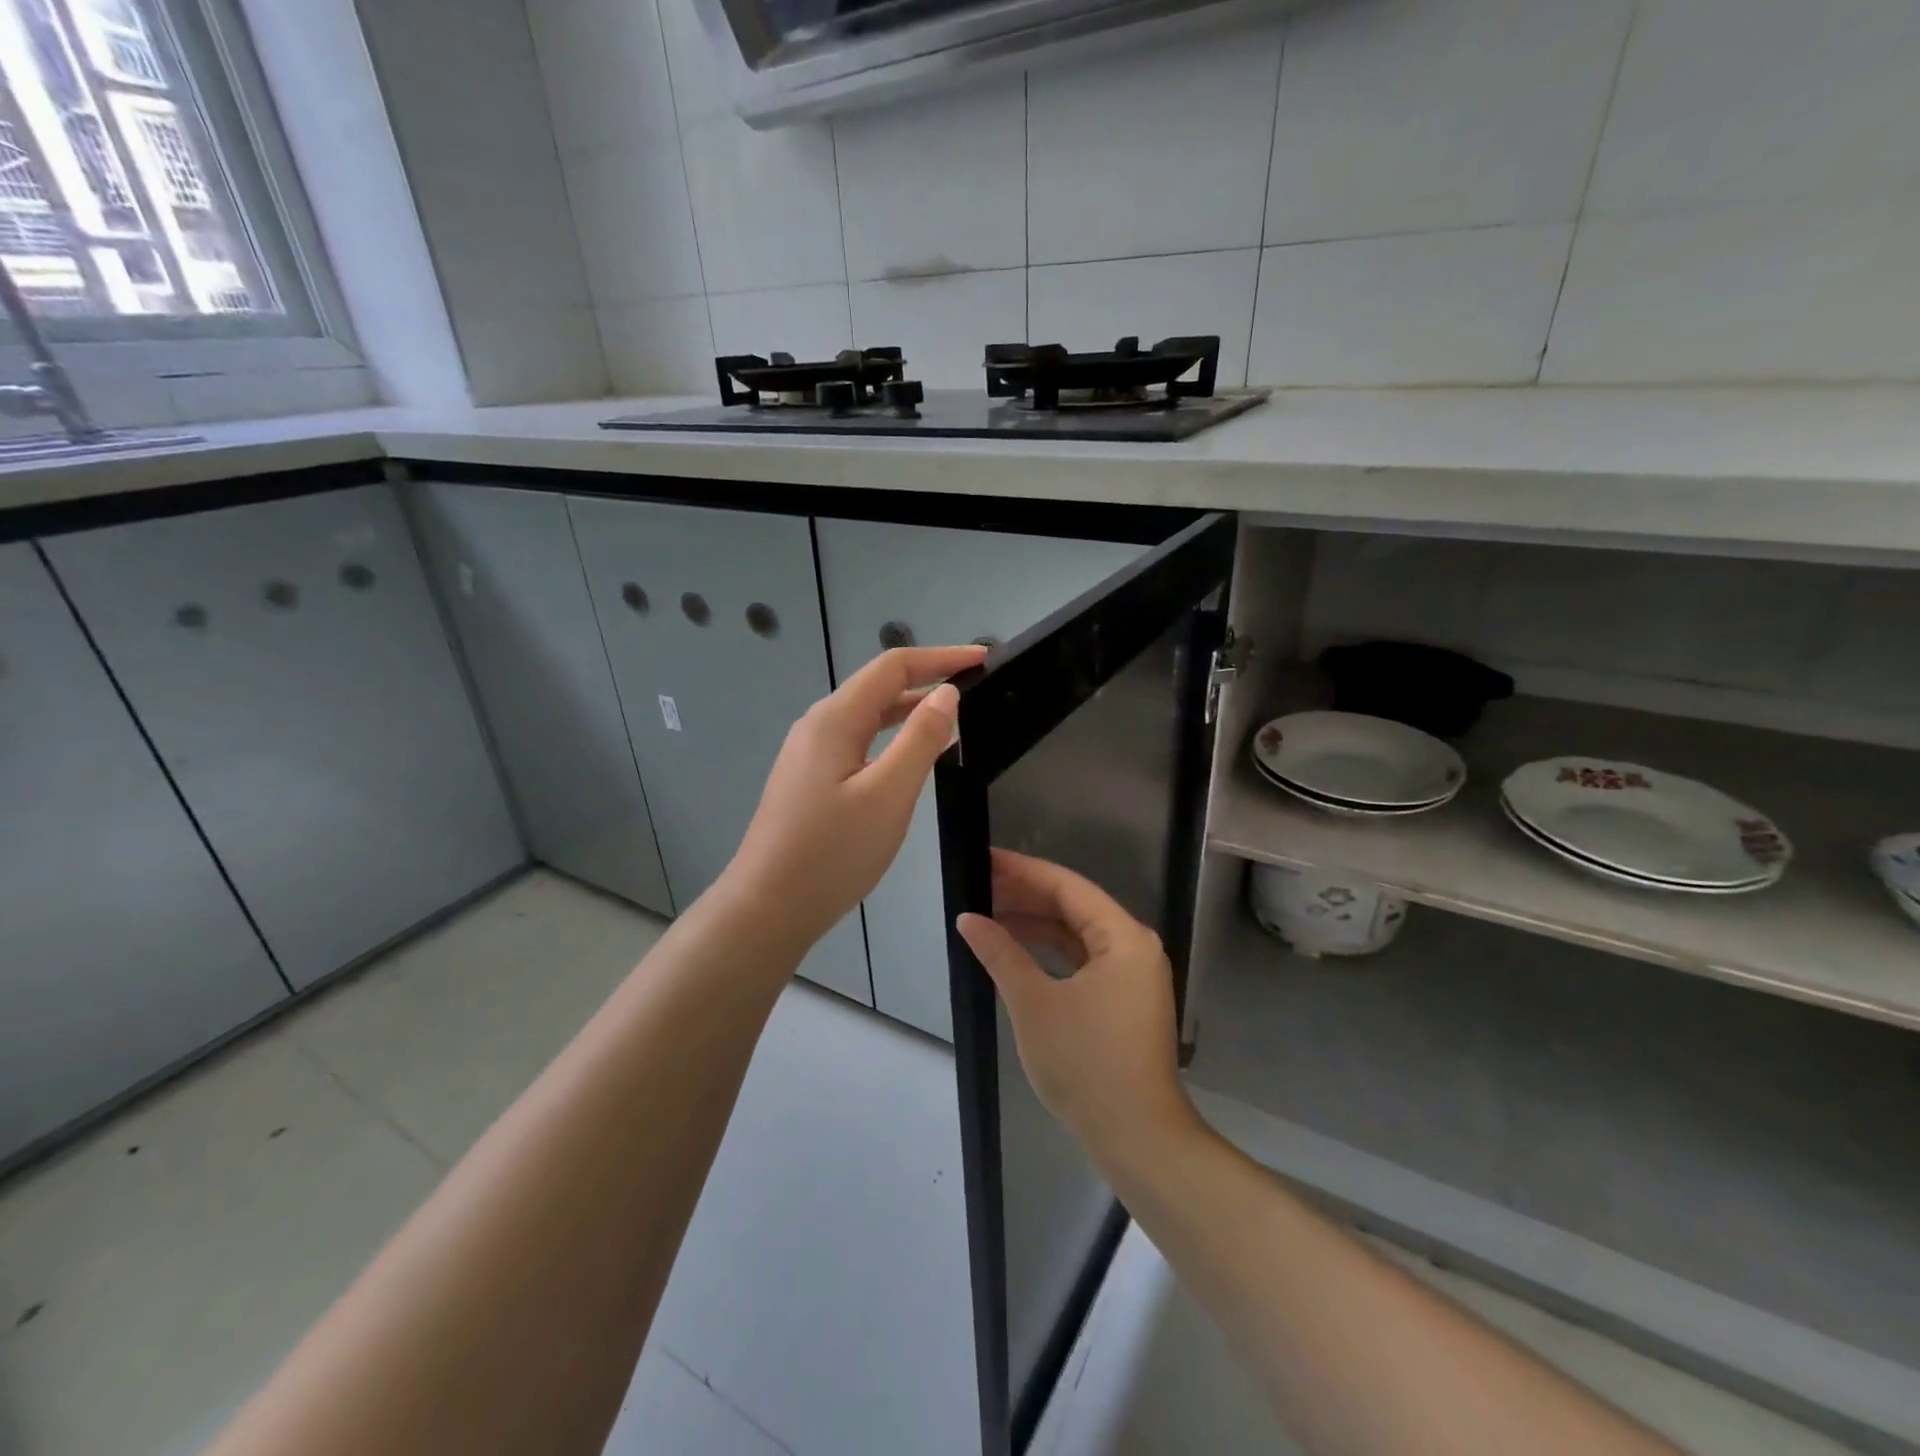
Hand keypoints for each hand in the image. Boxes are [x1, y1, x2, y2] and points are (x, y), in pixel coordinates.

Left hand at [725, 644, 986, 948]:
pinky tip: (912, 756)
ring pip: (868, 717)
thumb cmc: (832, 852)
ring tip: (954, 716)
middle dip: (927, 679)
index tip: (983, 658)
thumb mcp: (889, 794)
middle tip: (976, 687)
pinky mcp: (811, 779)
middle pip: (878, 687)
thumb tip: (946, 693)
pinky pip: (859, 742)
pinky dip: (892, 738)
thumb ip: (921, 739)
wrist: (769, 907)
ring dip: (910, 709)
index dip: (940, 657)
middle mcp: (819, 725)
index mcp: (835, 719)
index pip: (893, 667)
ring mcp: (810, 753)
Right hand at [957, 849, 1197, 1163]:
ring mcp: (1132, 975)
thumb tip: (968, 918)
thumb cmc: (1087, 1064)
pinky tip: (1017, 949)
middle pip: (1074, 906)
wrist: (1138, 1139)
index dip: (1023, 870)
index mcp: (1123, 937)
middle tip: (979, 885)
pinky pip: (1083, 959)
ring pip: (1077, 933)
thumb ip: (1001, 953)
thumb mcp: (1034, 1004)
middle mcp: (1133, 947)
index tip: (985, 858)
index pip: (1067, 886)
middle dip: (1026, 895)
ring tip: (989, 912)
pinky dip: (1050, 952)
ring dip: (1036, 923)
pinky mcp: (1124, 1000)